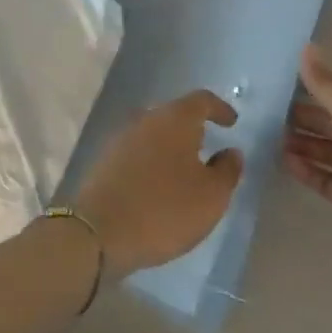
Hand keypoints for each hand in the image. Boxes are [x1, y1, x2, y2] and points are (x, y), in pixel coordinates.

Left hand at [71, 91, 241, 277]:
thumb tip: (231, 152)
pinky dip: (153, 161)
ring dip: (172, 146)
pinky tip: (159, 183)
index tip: (232, 122)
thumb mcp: (211, 196)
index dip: (219, 109)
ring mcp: (121, 138)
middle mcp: (146, 119)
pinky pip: (138, 151)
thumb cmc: (165, 209)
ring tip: (186, 168)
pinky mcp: (106, 160)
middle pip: (175, 114)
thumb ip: (227, 170)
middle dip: (193, 127)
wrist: (99, 231)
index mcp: (175, 119)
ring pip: (154, 133)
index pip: (201, 100)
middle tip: (210, 146)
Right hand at [282, 45, 331, 253]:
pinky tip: (283, 162)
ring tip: (269, 137)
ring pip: (329, 151)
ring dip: (302, 144)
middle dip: (304, 117)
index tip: (282, 85)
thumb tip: (306, 46)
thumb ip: (325, 82)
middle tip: (267, 113)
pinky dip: (307, 170)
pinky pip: (327, 179)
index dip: (316, 88)